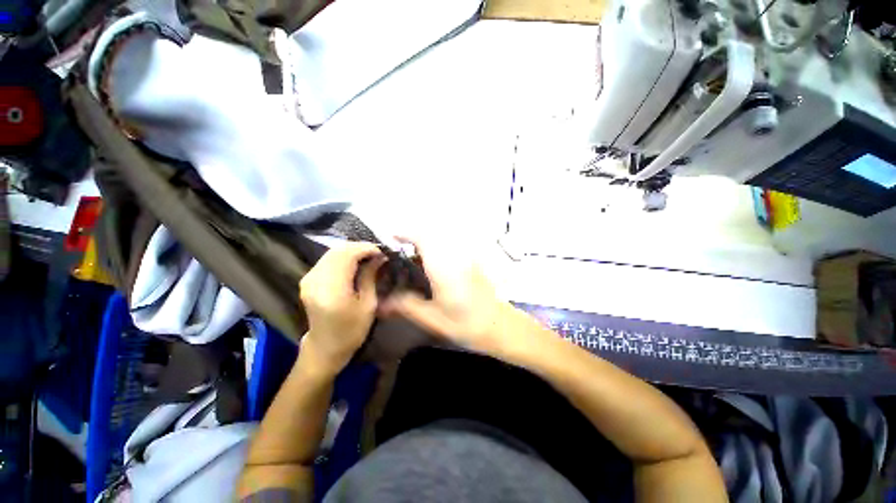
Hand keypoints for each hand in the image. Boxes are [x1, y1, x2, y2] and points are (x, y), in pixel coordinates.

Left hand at [298, 242, 384, 376]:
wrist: (325, 347)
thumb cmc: (352, 330)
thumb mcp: (368, 304)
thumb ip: (370, 277)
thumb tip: (379, 257)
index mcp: (332, 290)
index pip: (348, 255)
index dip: (366, 248)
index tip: (382, 251)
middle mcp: (315, 280)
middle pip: (338, 250)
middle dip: (359, 247)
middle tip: (377, 252)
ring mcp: (308, 279)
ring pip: (331, 252)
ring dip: (351, 250)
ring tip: (368, 255)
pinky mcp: (307, 279)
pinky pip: (327, 259)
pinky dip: (342, 256)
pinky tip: (354, 261)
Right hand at [380, 237, 527, 357]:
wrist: (498, 325)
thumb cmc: (465, 323)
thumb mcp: (431, 318)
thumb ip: (406, 306)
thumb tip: (382, 303)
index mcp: (443, 266)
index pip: (423, 238)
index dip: (406, 234)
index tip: (393, 238)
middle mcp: (454, 256)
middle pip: (431, 237)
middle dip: (414, 241)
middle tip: (400, 257)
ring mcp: (465, 258)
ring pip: (441, 243)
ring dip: (425, 248)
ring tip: (413, 266)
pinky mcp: (470, 263)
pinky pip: (450, 250)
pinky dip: (437, 253)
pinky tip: (432, 273)